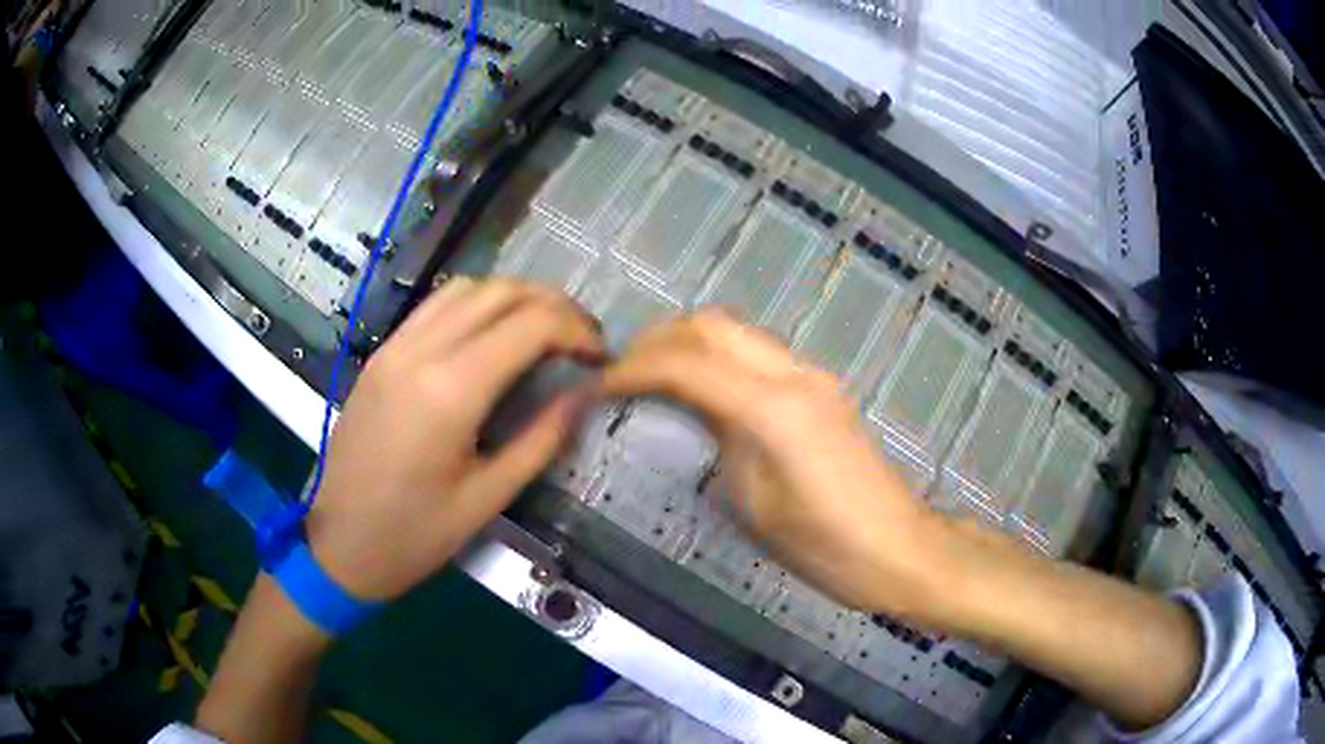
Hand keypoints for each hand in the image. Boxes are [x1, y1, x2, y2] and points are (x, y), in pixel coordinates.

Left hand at [307, 278, 603, 600]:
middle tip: (580, 342)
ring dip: (513, 298)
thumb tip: (583, 394)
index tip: (600, 359)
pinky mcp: (381, 354)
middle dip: (553, 305)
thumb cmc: (414, 536)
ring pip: (466, 287)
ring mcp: (395, 347)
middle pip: (501, 291)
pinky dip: (475, 305)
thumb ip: (541, 439)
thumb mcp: (487, 499)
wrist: (338, 544)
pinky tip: (490, 338)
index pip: (531, 325)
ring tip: (541, 333)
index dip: (577, 332)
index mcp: (450, 392)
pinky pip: (434, 306)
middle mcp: (421, 352)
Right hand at [602, 309, 940, 614]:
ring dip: (689, 343)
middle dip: (660, 338)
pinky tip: (703, 392)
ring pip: (737, 332)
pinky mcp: (822, 390)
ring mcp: (813, 376)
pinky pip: (758, 354)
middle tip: (624, 372)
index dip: (632, 369)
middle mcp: (793, 375)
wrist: (898, 549)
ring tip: (654, 378)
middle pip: (712, 324)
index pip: (686, 364)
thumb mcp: (755, 504)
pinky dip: (719, 358)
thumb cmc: (825, 546)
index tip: (596, 385)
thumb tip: (693, 412)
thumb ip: (719, 444)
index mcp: (771, 408)